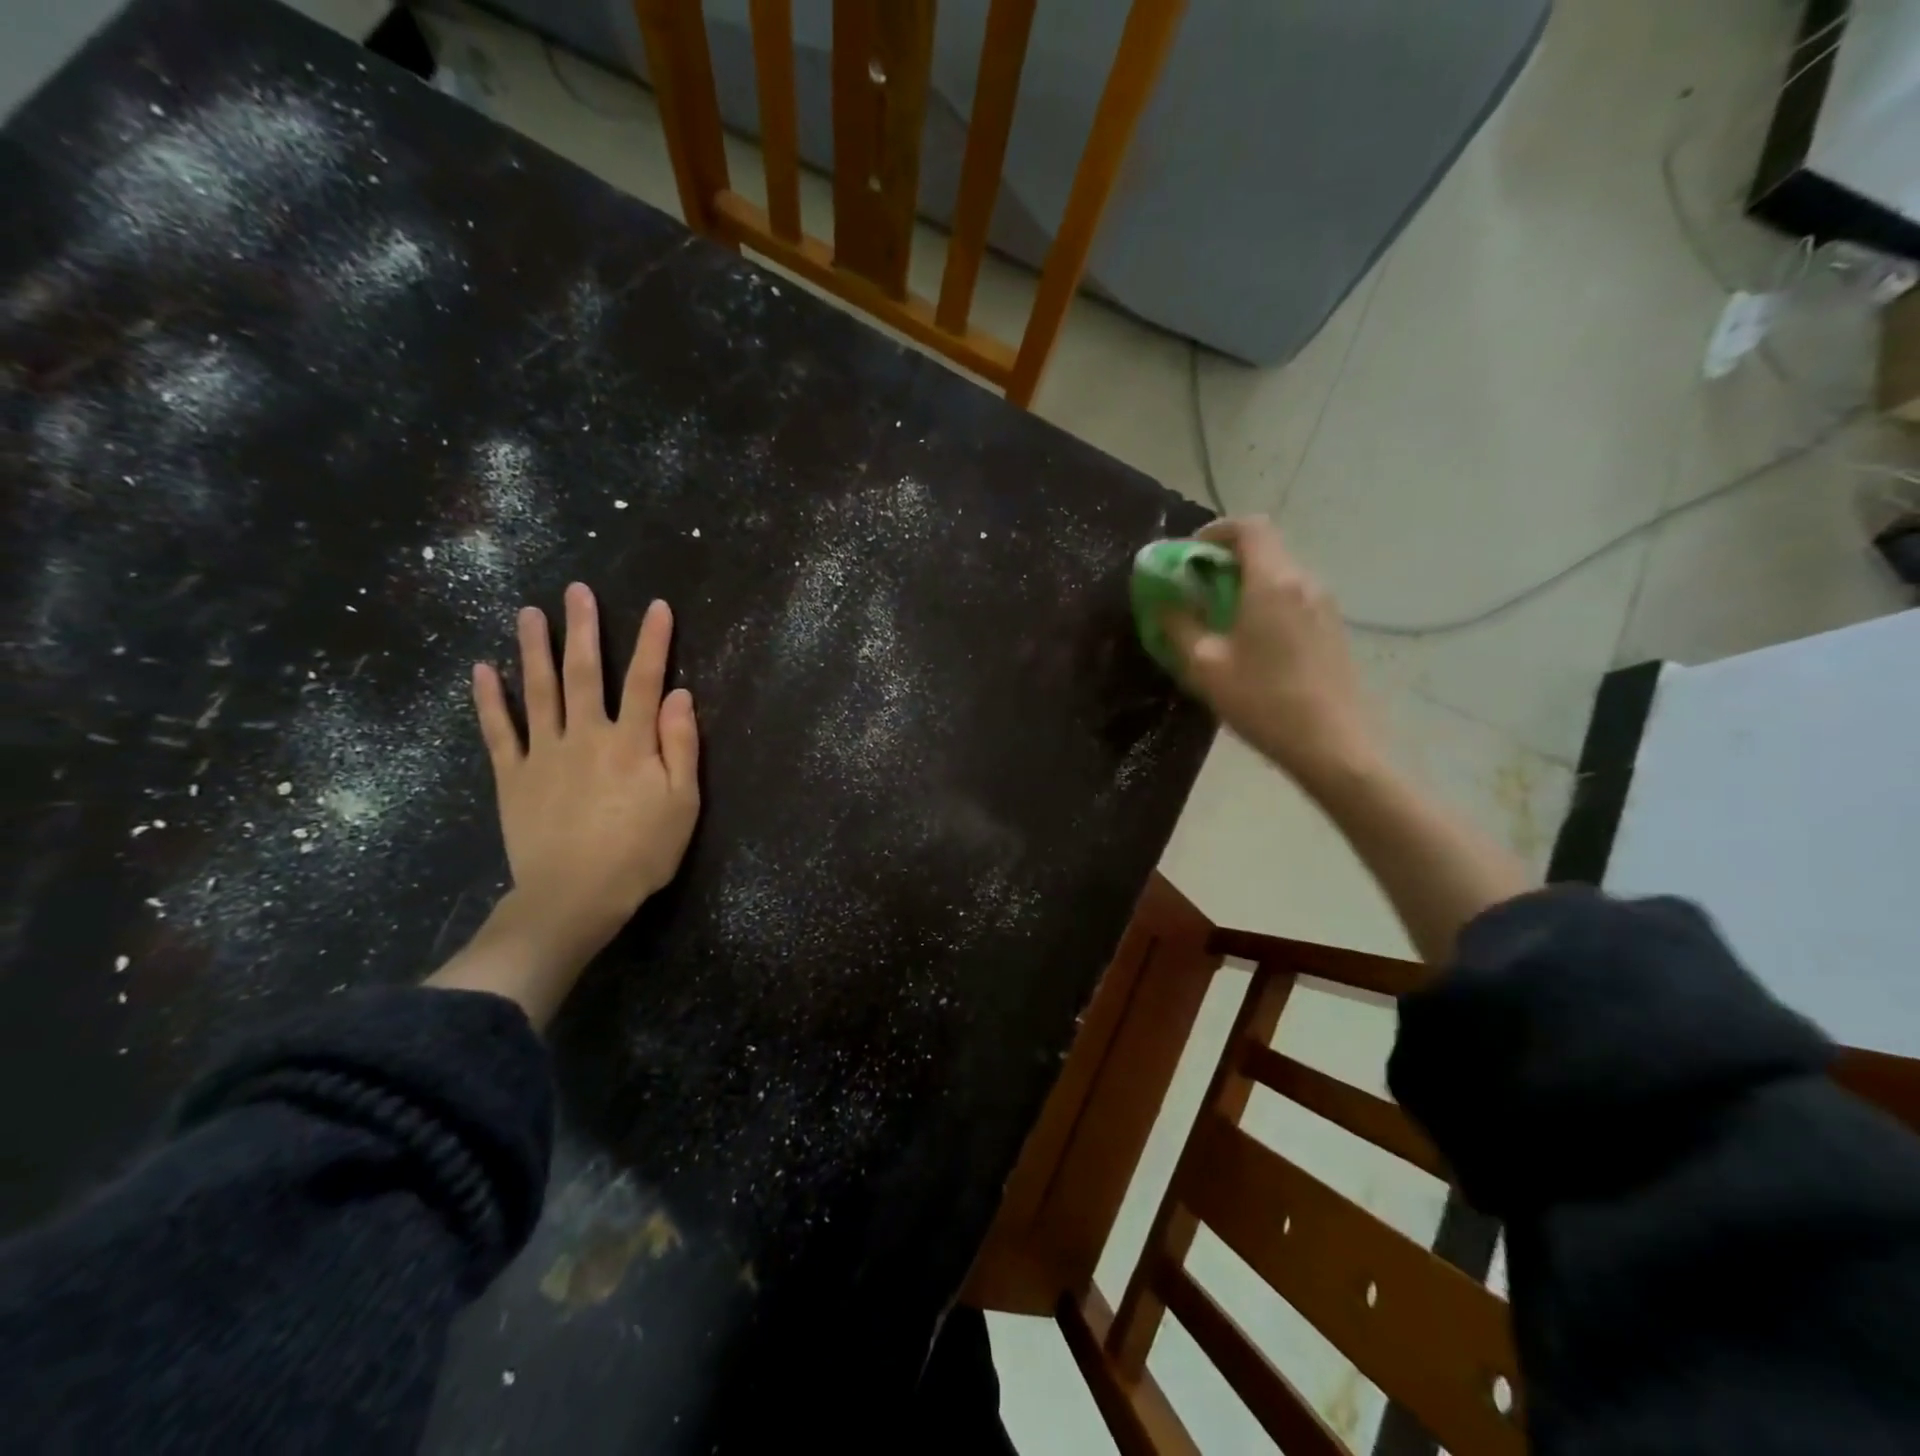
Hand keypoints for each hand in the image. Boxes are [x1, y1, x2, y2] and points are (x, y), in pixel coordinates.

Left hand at [470, 584, 699, 980]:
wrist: (574, 897)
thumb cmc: (640, 853)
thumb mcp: (682, 804)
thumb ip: (681, 747)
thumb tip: (680, 695)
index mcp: (631, 744)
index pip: (645, 682)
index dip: (654, 643)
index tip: (658, 608)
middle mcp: (585, 736)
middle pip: (584, 673)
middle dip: (583, 630)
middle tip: (577, 591)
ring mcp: (543, 754)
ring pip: (537, 691)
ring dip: (533, 649)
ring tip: (529, 613)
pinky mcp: (512, 776)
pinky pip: (499, 731)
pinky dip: (490, 699)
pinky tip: (483, 670)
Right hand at [1163, 517, 1381, 795]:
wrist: (1333, 745)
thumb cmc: (1263, 702)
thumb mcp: (1204, 666)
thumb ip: (1178, 625)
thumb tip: (1161, 601)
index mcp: (1272, 582)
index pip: (1249, 527)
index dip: (1215, 531)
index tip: (1189, 556)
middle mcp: (1303, 582)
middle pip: (1264, 549)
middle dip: (1224, 561)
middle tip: (1194, 591)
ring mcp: (1324, 605)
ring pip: (1279, 575)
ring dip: (1245, 584)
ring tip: (1218, 620)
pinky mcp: (1333, 629)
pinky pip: (1293, 598)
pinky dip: (1265, 603)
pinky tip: (1251, 643)